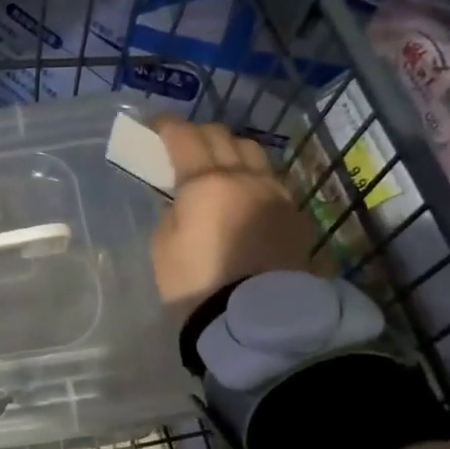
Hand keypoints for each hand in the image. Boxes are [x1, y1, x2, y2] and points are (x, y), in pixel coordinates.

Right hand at [148, 117, 325, 313]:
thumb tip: (186, 201)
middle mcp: (245, 178)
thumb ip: (173, 211)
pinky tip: (242, 194)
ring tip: (218, 165)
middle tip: (182, 146)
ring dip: (231, 151)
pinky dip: (251, 176)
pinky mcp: (295, 215)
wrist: (257, 322)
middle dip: (199, 134)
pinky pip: (270, 180)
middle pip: (223, 136)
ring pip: (253, 153)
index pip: (184, 137)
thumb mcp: (163, 247)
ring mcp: (275, 194)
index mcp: (206, 182)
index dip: (166, 126)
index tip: (154, 126)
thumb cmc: (197, 284)